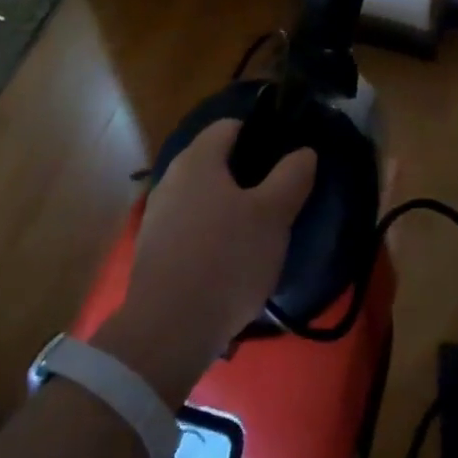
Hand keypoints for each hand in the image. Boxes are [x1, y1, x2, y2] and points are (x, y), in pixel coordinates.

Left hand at [101, 120, 315, 394]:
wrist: (169, 330)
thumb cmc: (226, 259)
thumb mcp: (274, 215)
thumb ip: (292, 176)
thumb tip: (303, 152)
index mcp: (198, 160)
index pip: (231, 126)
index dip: (261, 135)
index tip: (286, 159)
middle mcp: (171, 179)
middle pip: (216, 162)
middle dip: (248, 175)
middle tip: (280, 198)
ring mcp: (157, 216)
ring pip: (204, 196)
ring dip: (230, 207)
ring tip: (260, 233)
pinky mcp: (153, 251)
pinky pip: (191, 227)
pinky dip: (213, 234)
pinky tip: (232, 262)